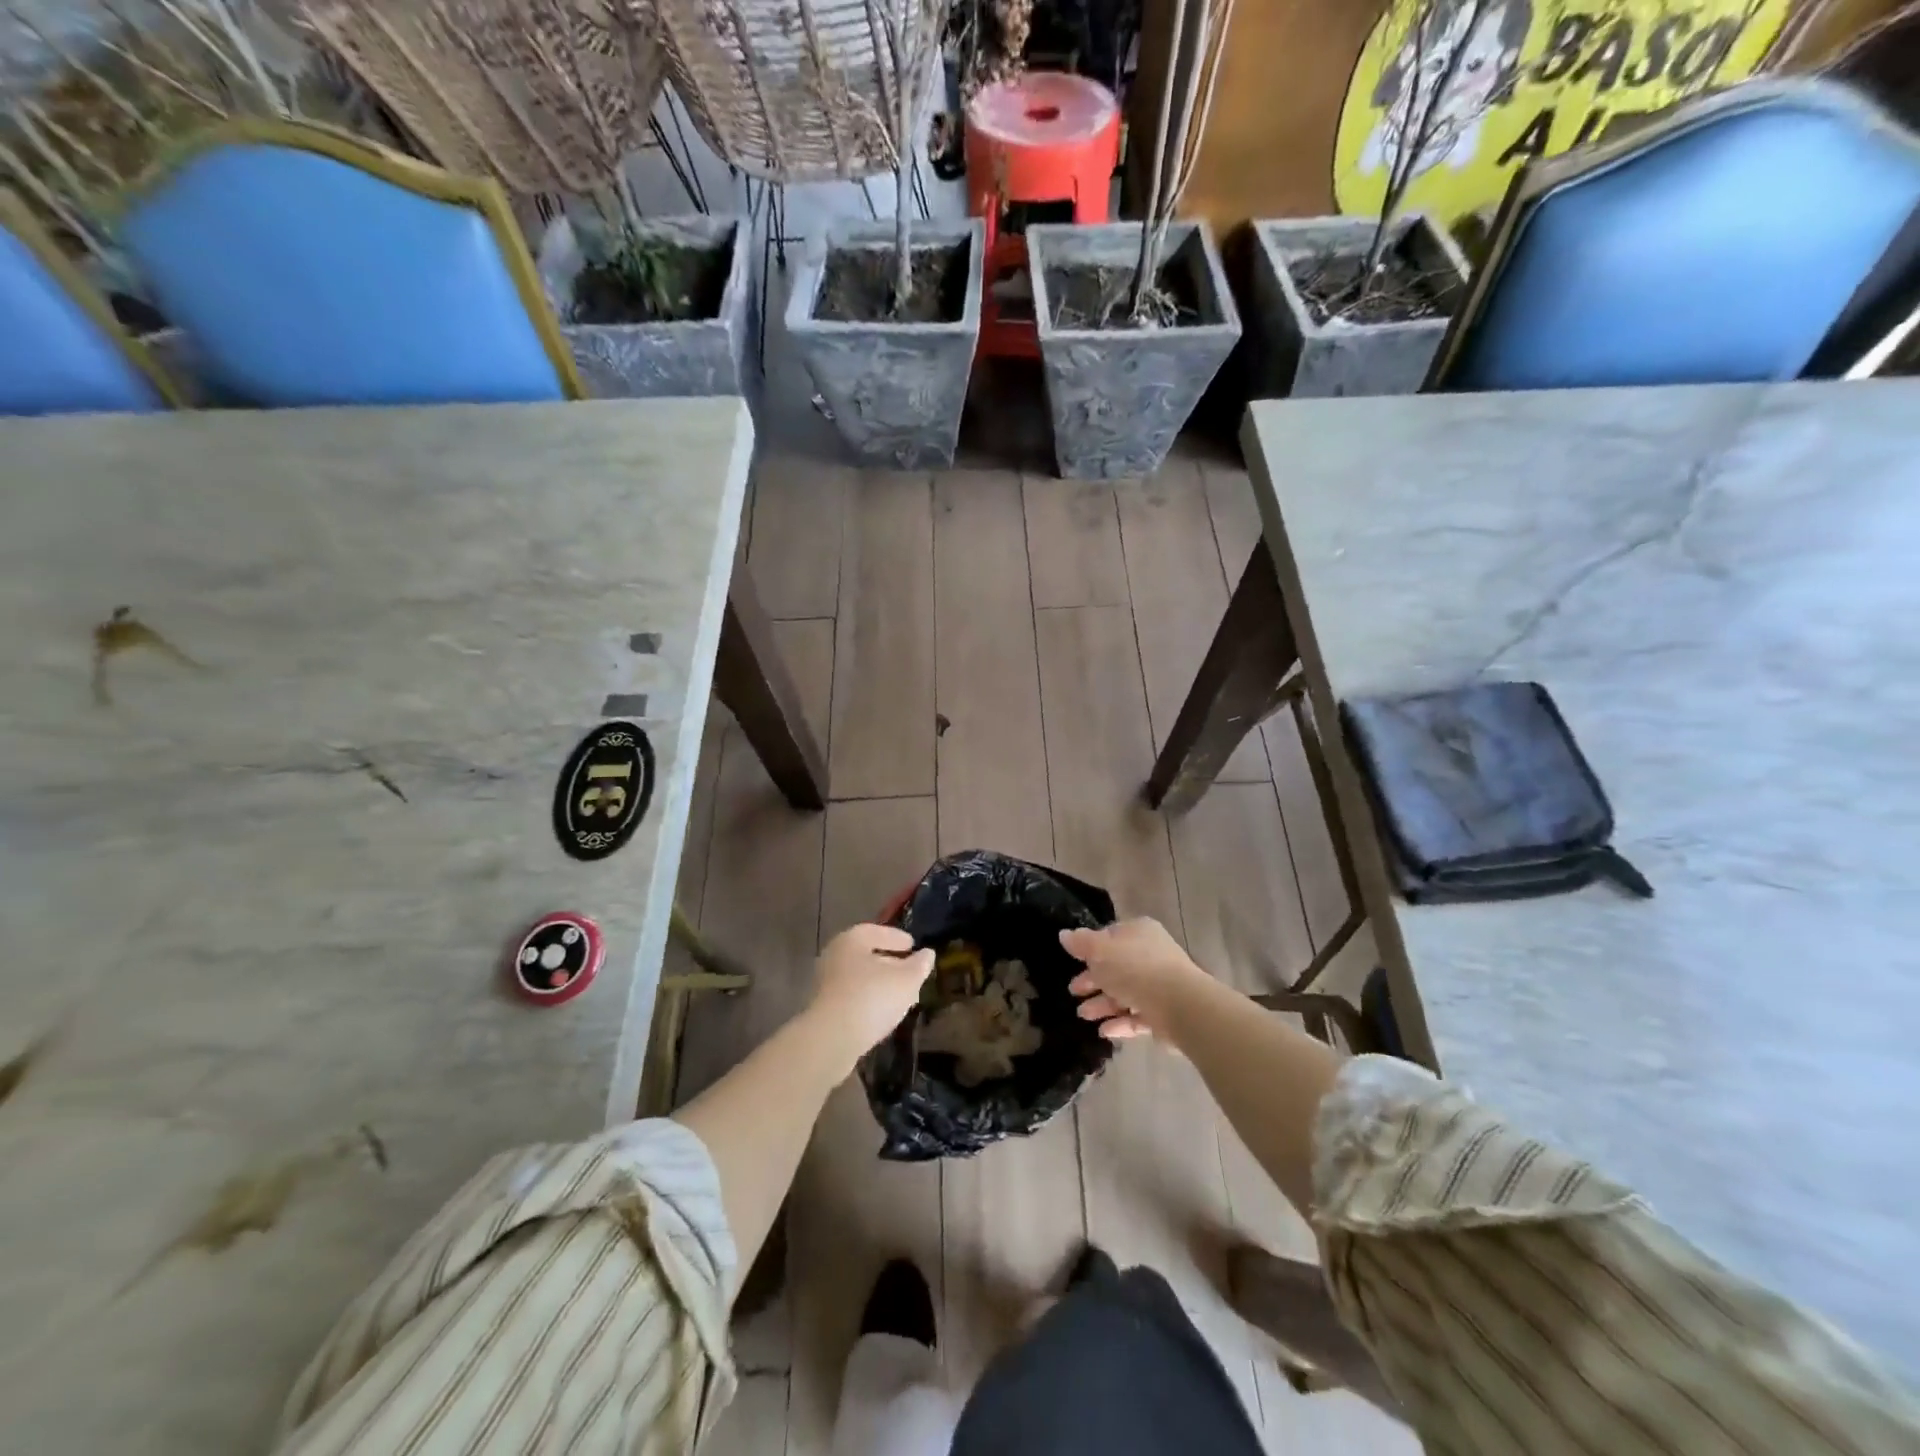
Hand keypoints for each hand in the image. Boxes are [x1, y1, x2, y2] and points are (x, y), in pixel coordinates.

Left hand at [807, 924, 933, 1065]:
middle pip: (867, 955)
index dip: (898, 938)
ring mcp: (826, 983)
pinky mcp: (824, 1009)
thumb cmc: (872, 997)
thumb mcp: (906, 979)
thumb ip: (919, 965)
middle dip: (890, 962)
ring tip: (902, 996)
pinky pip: (853, 997)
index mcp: (852, 939)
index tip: (913, 946)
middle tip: (911, 972)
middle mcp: (835, 955)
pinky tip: (884, 1013)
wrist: (832, 1039)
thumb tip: (927, 954)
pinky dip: (869, 1000)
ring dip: (880, 984)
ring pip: (860, 978)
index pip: (878, 931)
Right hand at [1061, 918, 1209, 1042]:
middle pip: (1116, 967)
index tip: (1074, 962)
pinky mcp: (1164, 1014)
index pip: (1110, 936)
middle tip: (1074, 992)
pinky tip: (1104, 1032)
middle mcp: (1150, 956)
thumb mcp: (1100, 951)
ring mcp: (1159, 986)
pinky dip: (1120, 1023)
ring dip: (1102, 1004)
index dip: (1091, 949)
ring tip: (1084, 1016)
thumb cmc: (1135, 969)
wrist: (1180, 1005)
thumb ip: (1081, 943)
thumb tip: (1064, 934)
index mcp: (1138, 933)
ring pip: (1125, 994)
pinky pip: (1137, 1017)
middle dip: (1093, 981)